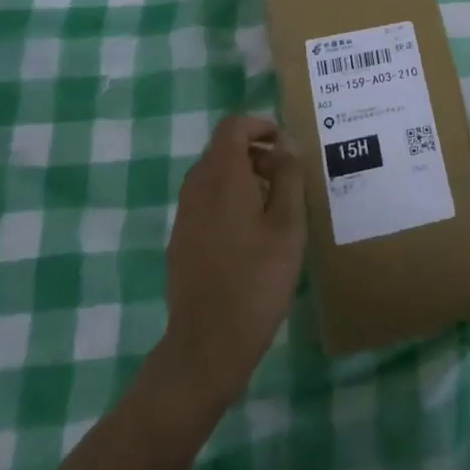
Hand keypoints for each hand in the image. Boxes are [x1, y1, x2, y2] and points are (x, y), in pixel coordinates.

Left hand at [161, 114, 305, 400]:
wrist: (207, 344)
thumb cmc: (257, 278)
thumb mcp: (288, 224)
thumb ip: (288, 177)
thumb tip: (283, 149)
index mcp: (222, 176)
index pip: (233, 126)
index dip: (260, 125)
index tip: (285, 146)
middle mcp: (196, 187)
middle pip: (222, 149)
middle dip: (255, 152)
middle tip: (286, 178)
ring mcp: (184, 216)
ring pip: (213, 176)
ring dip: (243, 177)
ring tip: (273, 207)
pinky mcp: (180, 242)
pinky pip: (205, 203)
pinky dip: (228, 200)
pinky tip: (251, 235)